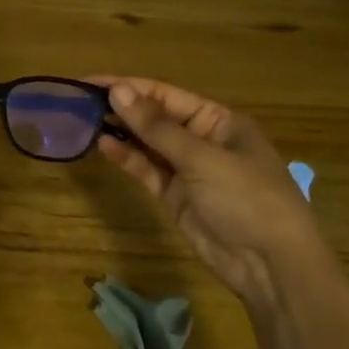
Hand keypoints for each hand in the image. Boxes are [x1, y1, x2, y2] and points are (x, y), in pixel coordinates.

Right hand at [92, 76, 325, 310]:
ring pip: (147, 143)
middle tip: (77, 100)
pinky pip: (147, 169)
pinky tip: (102, 146)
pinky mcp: (176, 196)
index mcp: (219, 121)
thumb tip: (118, 91)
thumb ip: (156, 127)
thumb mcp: (202, 158)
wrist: (271, 266)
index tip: (90, 82)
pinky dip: (126, 158)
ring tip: (82, 121)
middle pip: (155, 117)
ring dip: (120, 132)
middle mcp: (203, 139)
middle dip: (121, 107)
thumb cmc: (247, 198)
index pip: (165, 94)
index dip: (128, 86)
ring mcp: (189, 169)